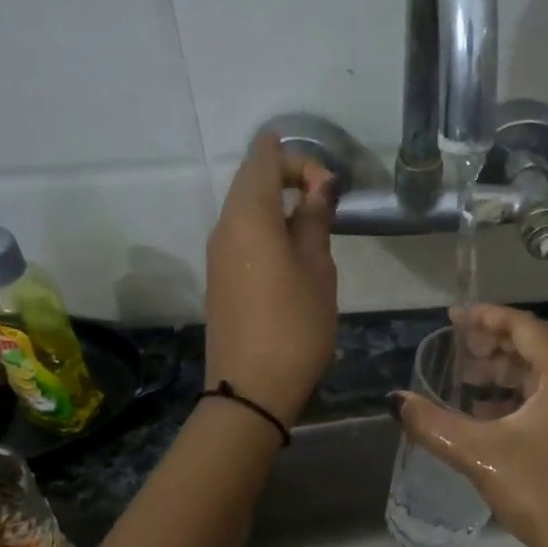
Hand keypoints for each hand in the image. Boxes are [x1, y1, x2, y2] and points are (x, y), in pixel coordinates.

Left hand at [204, 130, 338, 425]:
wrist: (250, 389)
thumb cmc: (294, 326)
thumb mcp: (317, 270)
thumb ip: (315, 222)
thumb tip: (318, 188)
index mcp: (249, 216)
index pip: (263, 159)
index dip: (297, 157)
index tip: (329, 185)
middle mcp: (225, 227)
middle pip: (251, 181)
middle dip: (288, 177)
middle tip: (326, 199)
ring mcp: (217, 254)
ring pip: (246, 209)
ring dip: (278, 204)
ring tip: (315, 224)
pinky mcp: (220, 277)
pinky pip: (242, 235)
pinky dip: (267, 228)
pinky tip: (292, 251)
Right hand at [393, 304, 547, 546]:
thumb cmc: (539, 491)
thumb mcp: (480, 453)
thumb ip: (433, 424)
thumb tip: (395, 400)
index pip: (525, 328)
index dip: (488, 317)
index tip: (453, 317)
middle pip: (534, 347)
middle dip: (494, 343)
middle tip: (457, 347)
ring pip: (539, 375)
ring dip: (502, 371)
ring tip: (464, 378)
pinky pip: (543, 400)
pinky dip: (513, 397)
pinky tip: (484, 414)